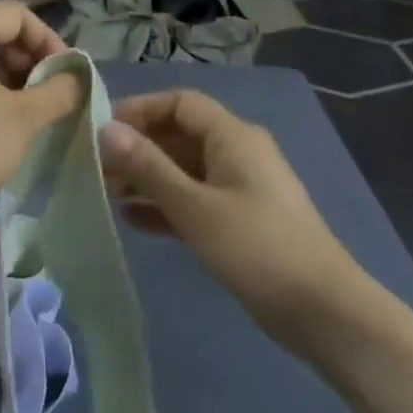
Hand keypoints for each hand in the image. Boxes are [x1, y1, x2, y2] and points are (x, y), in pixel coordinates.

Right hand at [99, 89, 361, 358]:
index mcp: (233, 137)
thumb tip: (106, 129)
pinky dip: (165, 206)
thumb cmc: (255, 247)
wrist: (319, 308)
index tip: (100, 129)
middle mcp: (237, 154)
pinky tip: (132, 220)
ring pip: (184, 171)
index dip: (140, 110)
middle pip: (180, 136)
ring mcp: (239, 189)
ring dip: (147, 178)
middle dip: (138, 148)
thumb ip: (148, 167)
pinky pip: (194, 201)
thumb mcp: (194, 206)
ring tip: (104, 193)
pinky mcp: (238, 221)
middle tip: (94, 168)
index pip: (181, 104)